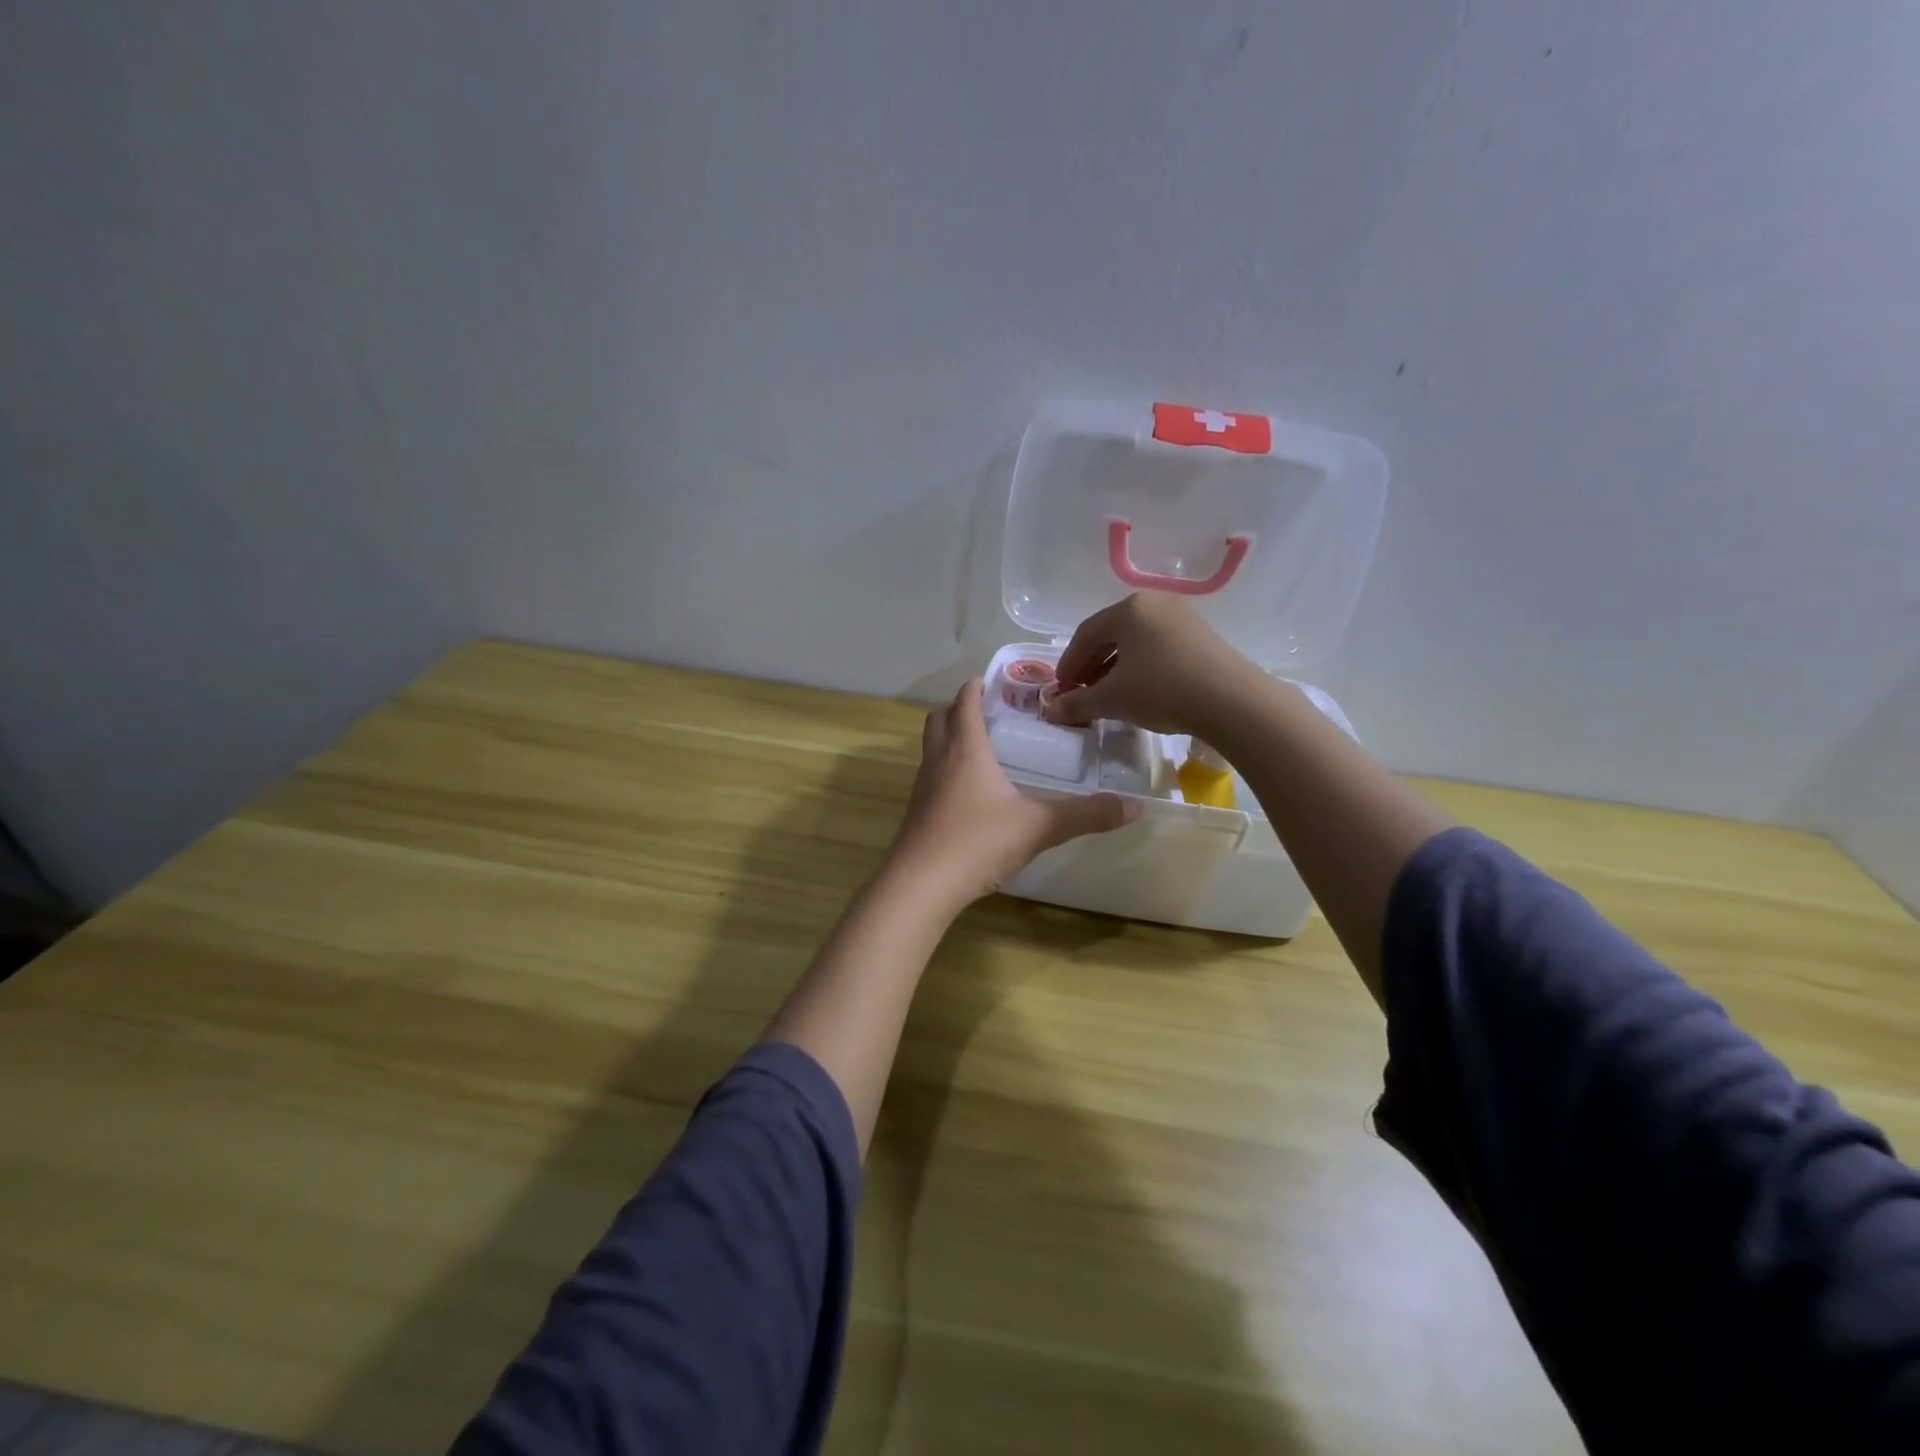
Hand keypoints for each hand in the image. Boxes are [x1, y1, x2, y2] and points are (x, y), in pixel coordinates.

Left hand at [888, 679, 1138, 908]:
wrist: (920, 885)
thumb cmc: (978, 842)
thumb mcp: (1039, 827)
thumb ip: (1086, 815)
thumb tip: (1134, 806)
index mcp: (966, 749)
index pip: (964, 702)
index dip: (975, 687)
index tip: (991, 680)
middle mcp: (939, 760)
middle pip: (939, 718)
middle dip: (958, 708)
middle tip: (987, 711)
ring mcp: (923, 787)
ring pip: (931, 748)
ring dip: (950, 738)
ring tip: (981, 748)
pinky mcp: (916, 814)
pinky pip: (930, 777)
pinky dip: (946, 770)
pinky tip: (969, 793)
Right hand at [1043, 593, 1259, 736]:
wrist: (1232, 702)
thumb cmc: (1162, 690)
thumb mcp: (1113, 699)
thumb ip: (1077, 703)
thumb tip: (1050, 711)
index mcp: (1128, 609)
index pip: (1085, 634)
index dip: (1068, 663)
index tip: (1060, 689)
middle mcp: (1154, 604)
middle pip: (1111, 634)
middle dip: (1091, 665)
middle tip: (1080, 692)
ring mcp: (1182, 618)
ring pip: (1136, 642)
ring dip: (1115, 667)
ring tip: (1107, 694)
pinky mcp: (1201, 636)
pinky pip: (1158, 647)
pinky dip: (1141, 667)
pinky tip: (1139, 691)